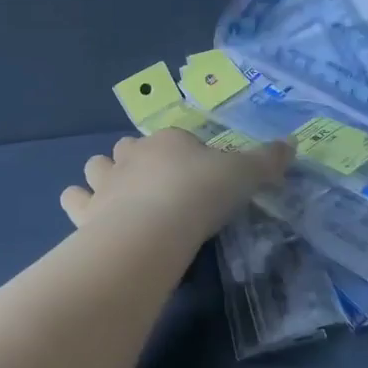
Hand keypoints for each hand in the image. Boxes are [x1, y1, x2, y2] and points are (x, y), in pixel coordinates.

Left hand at [59, 129, 293, 243]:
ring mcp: (106, 182)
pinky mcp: (86, 211)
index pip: (175, 139)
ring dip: (103, 176)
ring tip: (117, 196)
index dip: (184, 153)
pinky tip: (88, 216)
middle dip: (136, 159)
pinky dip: (78, 203)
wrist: (154, 229)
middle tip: (156, 185)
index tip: (197, 175)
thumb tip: (293, 143)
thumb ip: (267, 160)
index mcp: (169, 141)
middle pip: (128, 147)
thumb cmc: (201, 194)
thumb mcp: (245, 175)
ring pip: (96, 166)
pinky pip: (74, 199)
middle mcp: (132, 155)